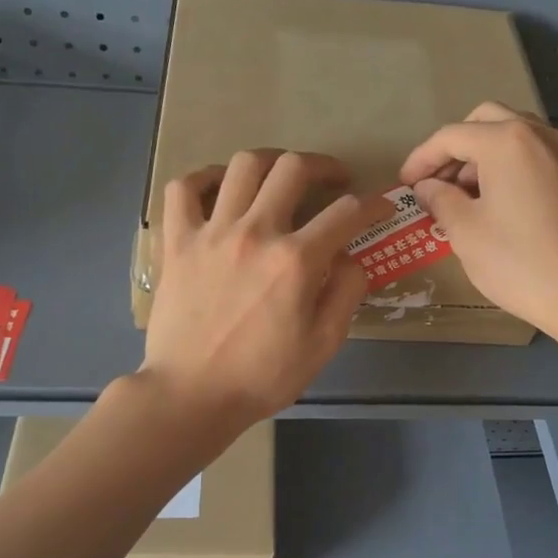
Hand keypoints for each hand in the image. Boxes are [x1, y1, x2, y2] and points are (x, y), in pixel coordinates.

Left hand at [141, 149, 391, 429]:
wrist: (192, 395)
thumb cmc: (262, 377)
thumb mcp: (323, 344)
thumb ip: (346, 293)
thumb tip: (351, 257)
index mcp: (296, 260)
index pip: (347, 212)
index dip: (372, 203)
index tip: (380, 206)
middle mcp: (255, 232)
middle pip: (293, 168)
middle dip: (323, 166)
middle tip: (333, 180)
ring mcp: (211, 232)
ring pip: (243, 166)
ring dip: (270, 162)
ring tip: (280, 177)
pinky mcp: (177, 241)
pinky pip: (184, 188)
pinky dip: (204, 178)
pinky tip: (220, 188)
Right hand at [400, 102, 557, 339]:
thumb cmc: (518, 261)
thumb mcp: (465, 231)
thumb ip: (440, 200)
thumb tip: (427, 187)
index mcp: (505, 141)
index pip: (451, 136)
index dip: (421, 159)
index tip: (404, 185)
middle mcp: (536, 135)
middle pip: (484, 122)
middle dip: (454, 149)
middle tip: (436, 184)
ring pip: (511, 136)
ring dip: (480, 156)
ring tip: (462, 197)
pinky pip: (531, 155)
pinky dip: (506, 167)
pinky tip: (495, 203)